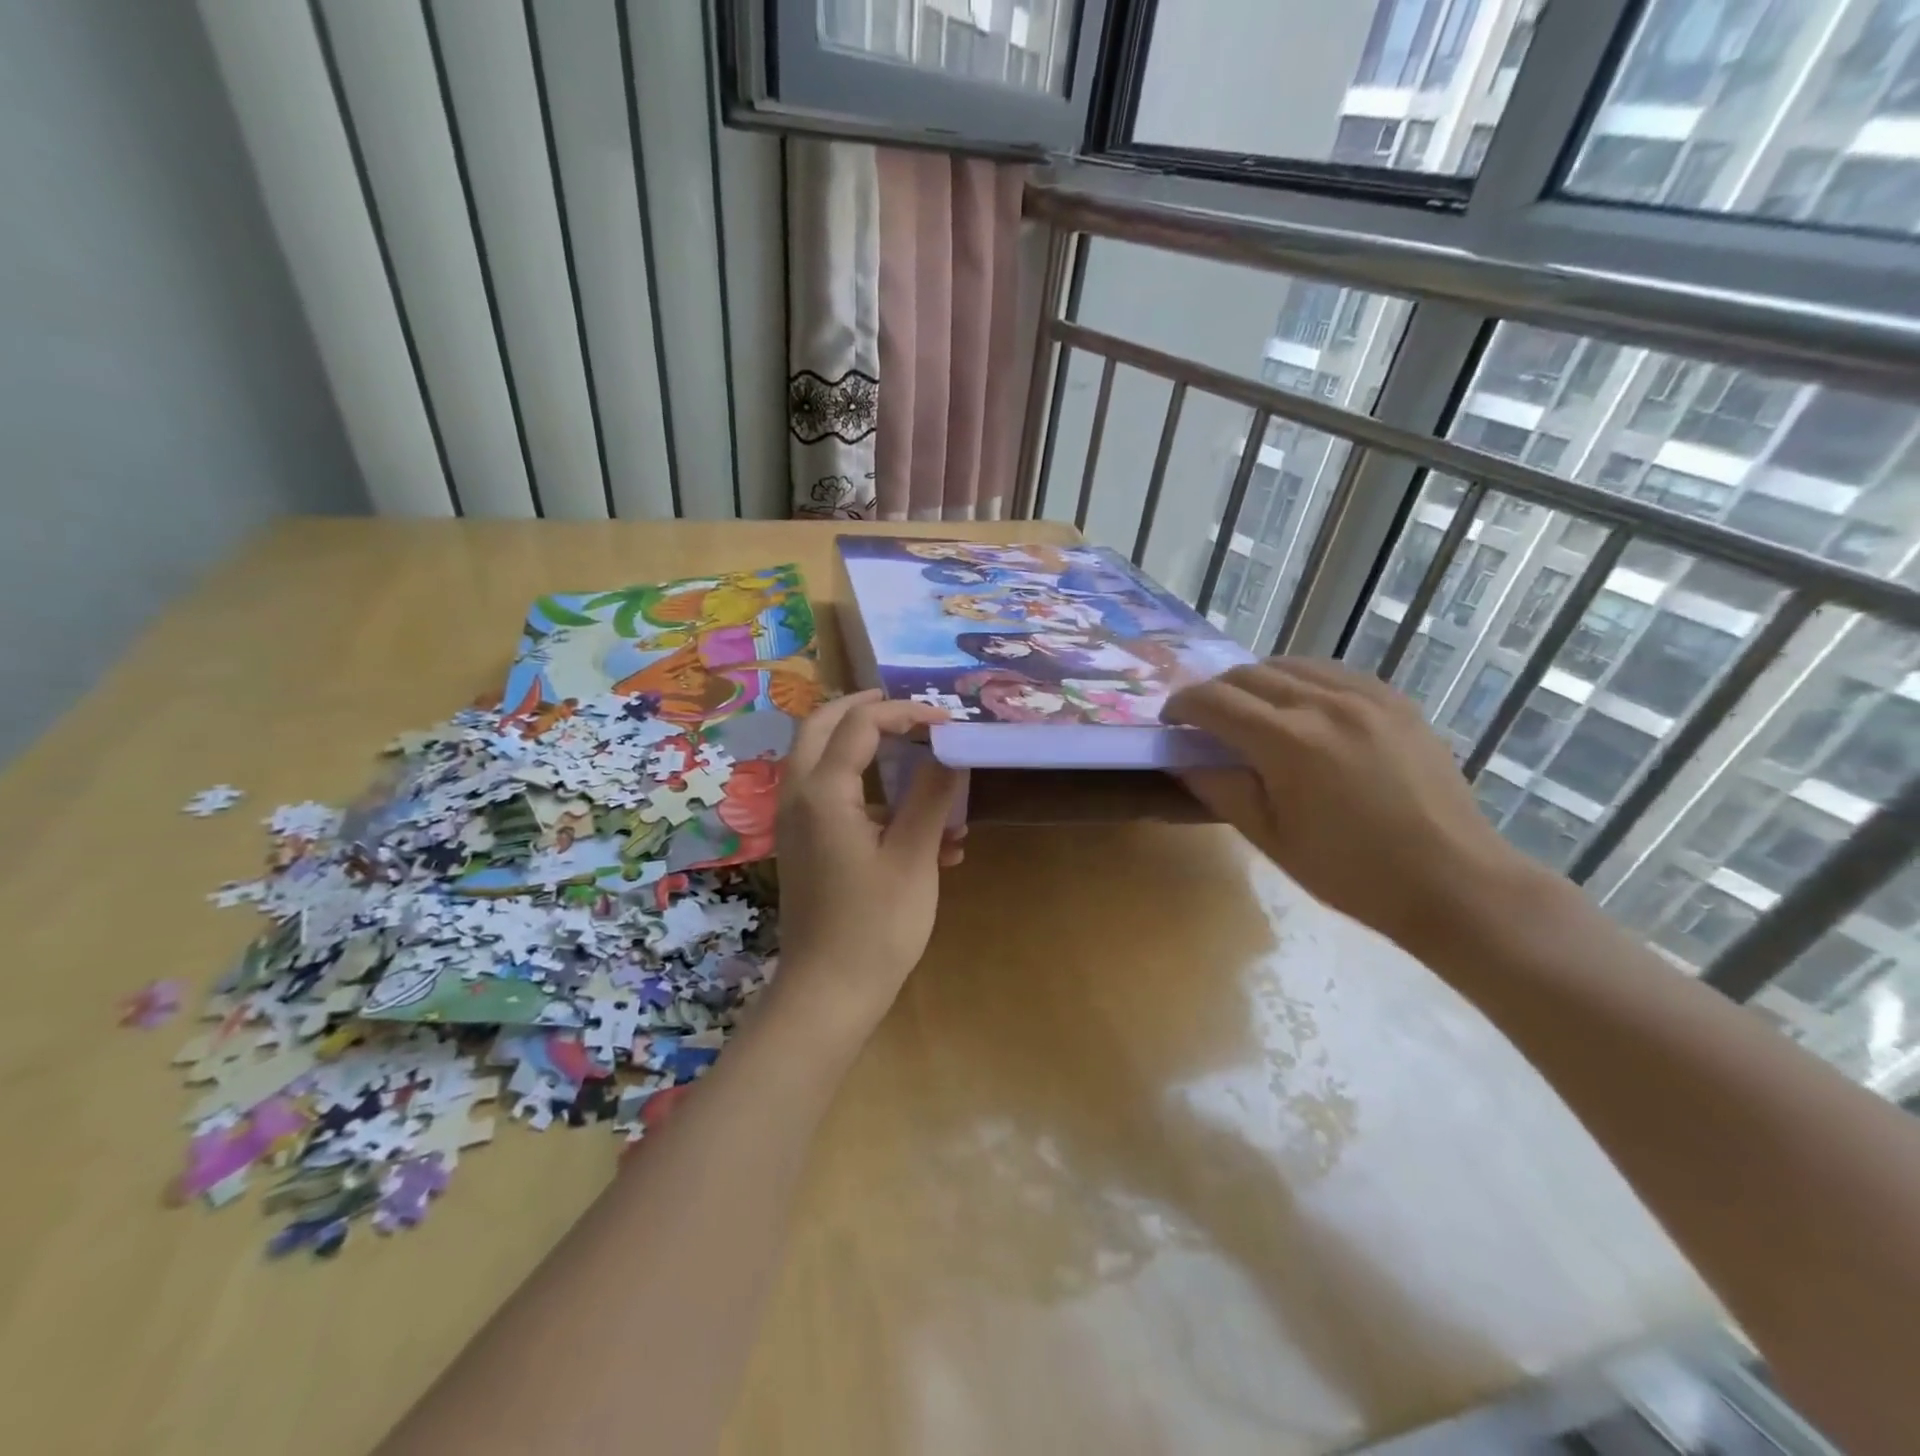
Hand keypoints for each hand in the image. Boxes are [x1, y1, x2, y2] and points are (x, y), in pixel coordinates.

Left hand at [774, 690, 963, 1028]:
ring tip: (918, 760)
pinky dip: (869, 797)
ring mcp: (795, 823)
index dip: (905, 712)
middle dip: (862, 710)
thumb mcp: (913, 856)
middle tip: (904, 707)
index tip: (947, 721)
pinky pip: (832, 801)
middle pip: (820, 727)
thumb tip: (950, 752)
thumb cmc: (875, 925)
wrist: (828, 994)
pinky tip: (926, 835)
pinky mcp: (805, 847)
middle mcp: (798, 797)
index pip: (860, 725)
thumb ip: (930, 795)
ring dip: (866, 752)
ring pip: (822, 761)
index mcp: (822, 792)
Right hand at [1164, 658, 1538, 953]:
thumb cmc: (1350, 872)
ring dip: (1256, 682)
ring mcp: (1366, 696)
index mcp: (1288, 742)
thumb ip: (1219, 788)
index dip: (1182, 706)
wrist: (1452, 881)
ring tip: (1250, 712)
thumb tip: (1182, 758)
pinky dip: (1300, 680)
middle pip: (1248, 674)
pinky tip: (1301, 709)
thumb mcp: (1270, 837)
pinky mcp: (1395, 700)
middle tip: (1204, 721)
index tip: (1170, 722)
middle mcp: (1324, 704)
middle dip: (1214, 692)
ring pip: (1290, 664)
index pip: (1214, 701)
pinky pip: (1332, 672)